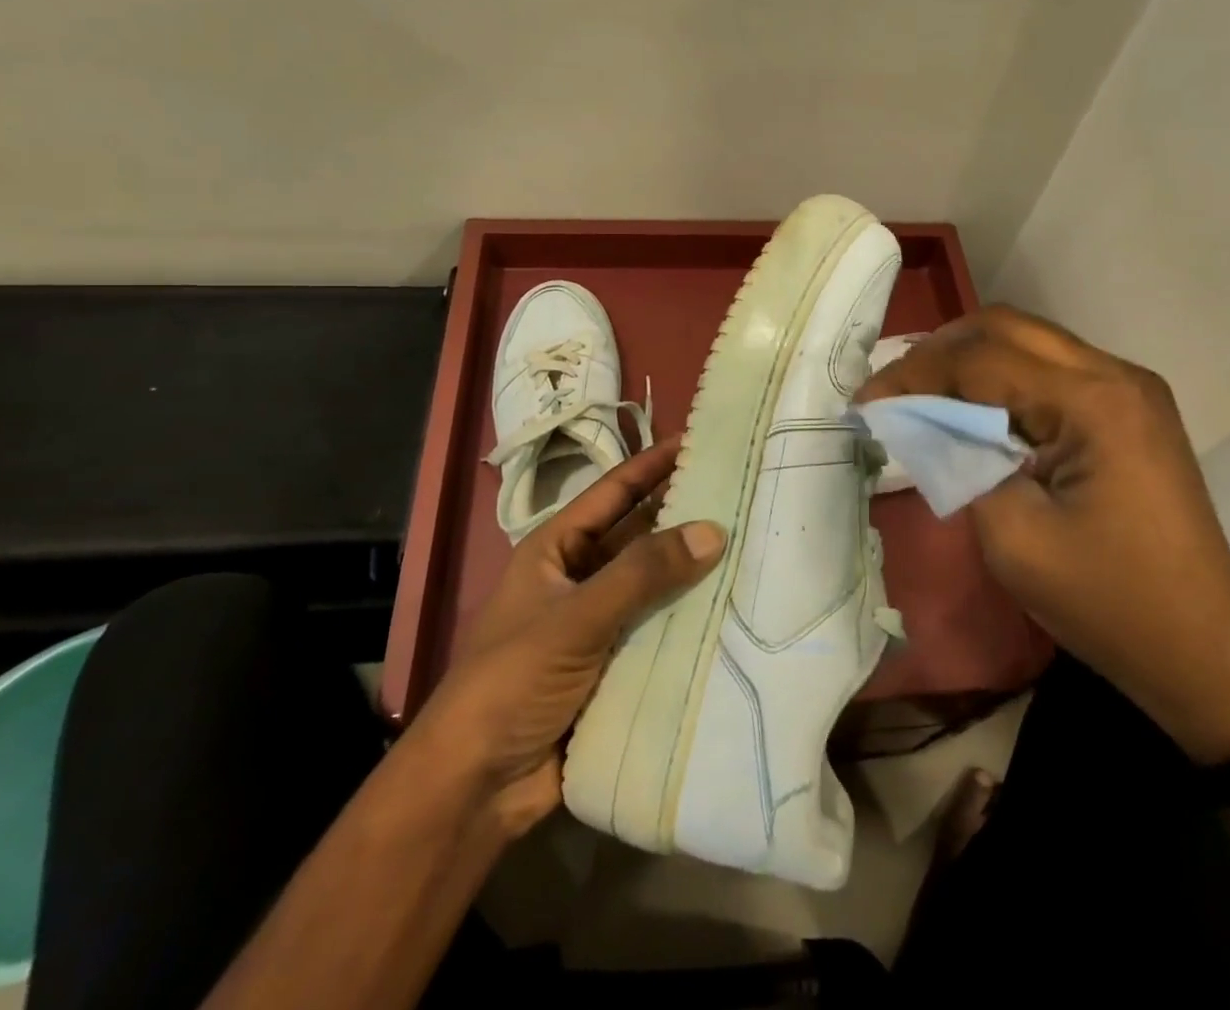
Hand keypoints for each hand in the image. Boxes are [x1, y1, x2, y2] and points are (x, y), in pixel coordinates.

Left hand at [405, 438, 723, 836]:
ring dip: (694, 572)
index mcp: (556, 550)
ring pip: (656, 585)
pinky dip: (691, 620)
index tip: (701, 440)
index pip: (614, 491)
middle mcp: (580, 578)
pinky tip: (736, 609)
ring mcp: (599, 624)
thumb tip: (713, 530)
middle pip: (640, 537)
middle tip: (744, 495)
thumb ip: (642, 573)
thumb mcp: (574, 619)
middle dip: (685, 517)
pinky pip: (661, 630)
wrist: (475, 790)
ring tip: (754, 546)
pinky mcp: (616, 666)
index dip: (653, 464)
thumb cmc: (511, 682)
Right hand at [856, 306, 1229, 762]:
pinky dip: (1003, 378)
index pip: (982, 360)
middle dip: (939, 351)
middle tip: (893, 388)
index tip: (867, 401)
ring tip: (923, 393)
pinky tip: (975, 409)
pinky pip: (1052, 368)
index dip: (915, 374)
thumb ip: (958, 461)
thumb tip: (919, 420)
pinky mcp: (1130, 409)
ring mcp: (1130, 388)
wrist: (1202, 652)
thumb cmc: (1106, 604)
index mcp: (1094, 403)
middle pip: (1006, 327)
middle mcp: (1116, 375)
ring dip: (970, 358)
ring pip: (1030, 339)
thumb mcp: (1012, 537)